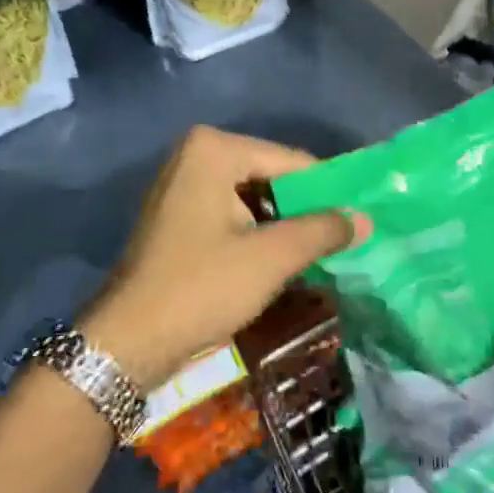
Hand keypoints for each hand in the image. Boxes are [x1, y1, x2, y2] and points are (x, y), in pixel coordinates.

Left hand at [83, 126, 359, 386]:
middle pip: (272, 177)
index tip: (360, 220)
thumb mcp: (271, 258)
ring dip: (284, 226)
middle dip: (305, 211)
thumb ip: (322, 230)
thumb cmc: (201, 288)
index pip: (292, 162)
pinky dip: (257, 234)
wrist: (127, 343)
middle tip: (344, 240)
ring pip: (254, 199)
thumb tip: (366, 218)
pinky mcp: (177, 215)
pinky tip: (281, 261)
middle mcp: (195, 154)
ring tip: (321, 253)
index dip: (329, 193)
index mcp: (214, 149)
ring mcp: (182, 184)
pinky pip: (232, 214)